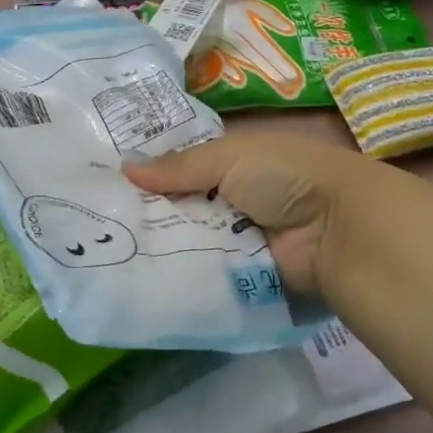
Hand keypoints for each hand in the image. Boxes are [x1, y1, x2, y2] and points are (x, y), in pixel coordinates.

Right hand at [124, 134, 384, 299]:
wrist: (337, 228)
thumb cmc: (285, 175)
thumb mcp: (231, 156)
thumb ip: (179, 165)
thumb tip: (125, 168)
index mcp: (233, 164)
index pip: (182, 169)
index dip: (149, 174)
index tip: (105, 182)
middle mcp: (231, 200)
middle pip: (180, 207)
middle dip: (146, 212)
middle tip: (95, 219)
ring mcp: (235, 240)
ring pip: (186, 241)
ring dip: (157, 244)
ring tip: (106, 248)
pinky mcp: (240, 275)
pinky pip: (202, 272)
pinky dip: (178, 272)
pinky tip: (136, 273)